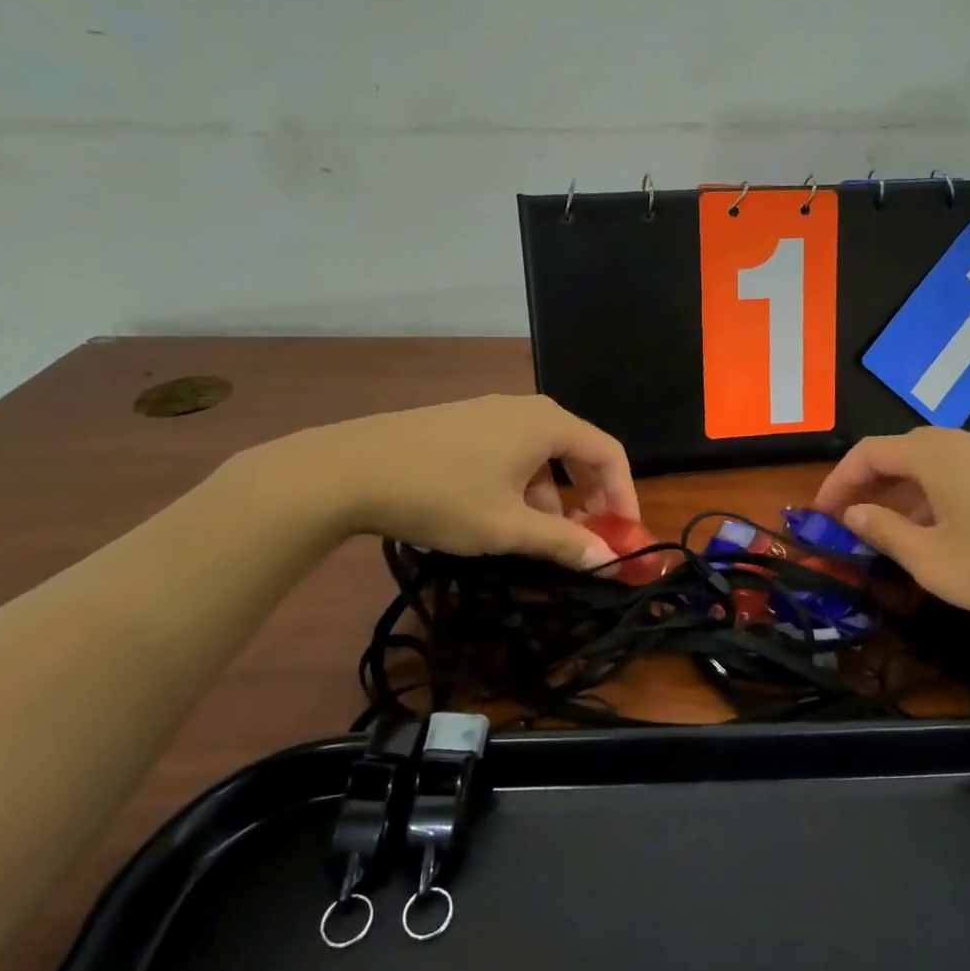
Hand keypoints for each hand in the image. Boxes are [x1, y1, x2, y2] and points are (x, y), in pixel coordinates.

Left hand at [240, 395, 636, 569]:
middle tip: (585, 540)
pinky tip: (494, 516)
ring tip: (532, 539)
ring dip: (550, 498)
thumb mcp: (507, 527)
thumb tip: (608, 561)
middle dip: (588, 499)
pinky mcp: (460, 423)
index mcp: (548, 424)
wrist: (345, 470)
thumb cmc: (441, 496)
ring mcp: (489, 412)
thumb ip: (564, 542)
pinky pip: (510, 452)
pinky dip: (519, 486)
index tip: (623, 537)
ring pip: (540, 456)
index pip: (609, 453)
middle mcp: (525, 409)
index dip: (624, 496)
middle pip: (578, 452)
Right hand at [811, 427, 969, 627]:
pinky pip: (961, 472)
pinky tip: (942, 528)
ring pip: (932, 462)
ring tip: (890, 529)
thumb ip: (886, 533)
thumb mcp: (934, 560)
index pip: (868, 452)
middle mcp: (962, 441)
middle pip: (899, 451)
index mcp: (934, 455)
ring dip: (901, 490)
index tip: (820, 514)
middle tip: (849, 520)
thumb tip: (853, 514)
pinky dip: (934, 493)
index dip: (837, 481)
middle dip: (867, 484)